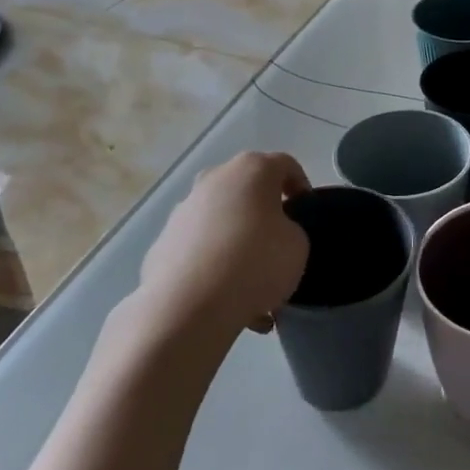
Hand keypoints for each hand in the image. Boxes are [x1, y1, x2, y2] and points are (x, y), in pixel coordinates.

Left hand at [132, 152, 310, 350]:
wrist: (188, 304)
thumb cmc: (255, 262)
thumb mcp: (298, 245)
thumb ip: (291, 230)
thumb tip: (273, 234)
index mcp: (252, 169)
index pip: (285, 165)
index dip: (300, 187)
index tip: (306, 213)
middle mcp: (214, 179)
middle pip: (247, 190)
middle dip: (264, 214)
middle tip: (278, 244)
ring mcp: (184, 210)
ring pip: (222, 221)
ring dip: (238, 243)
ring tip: (253, 284)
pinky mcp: (163, 242)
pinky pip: (200, 248)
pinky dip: (214, 265)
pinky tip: (227, 298)